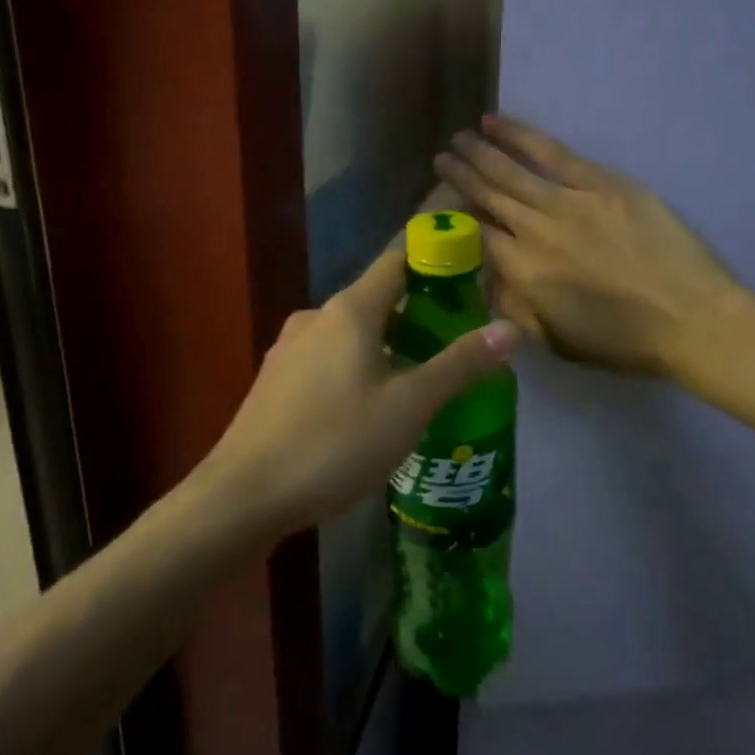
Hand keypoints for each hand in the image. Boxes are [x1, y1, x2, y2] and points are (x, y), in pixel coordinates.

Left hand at [200, 251, 517, 536]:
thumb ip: (459, 364)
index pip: (398, 260)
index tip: (468, 282)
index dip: (435, 263)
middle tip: (453, 346)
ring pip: (350, 332)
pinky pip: (326, 358)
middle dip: (416, 315)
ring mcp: (289, 347)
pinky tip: (366, 409)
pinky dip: (355, 366)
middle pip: (376, 299)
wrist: (244, 494)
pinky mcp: (274, 379)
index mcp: (350, 309)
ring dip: (386, 345)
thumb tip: (509, 328)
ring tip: (417, 382)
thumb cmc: (335, 442)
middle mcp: (316, 315)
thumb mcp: (409, 406)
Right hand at [435, 115, 745, 378]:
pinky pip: (552, 153)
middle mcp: (535, 230)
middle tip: (440, 157)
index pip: (476, 236)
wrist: (691, 318)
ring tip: (460, 137)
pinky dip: (521, 135)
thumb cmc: (623, 341)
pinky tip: (497, 123)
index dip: (457, 218)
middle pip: (488, 196)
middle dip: (460, 176)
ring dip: (481, 152)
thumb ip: (515, 309)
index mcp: (523, 272)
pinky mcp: (601, 183)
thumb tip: (489, 281)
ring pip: (511, 170)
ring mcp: (568, 200)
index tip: (444, 204)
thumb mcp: (557, 341)